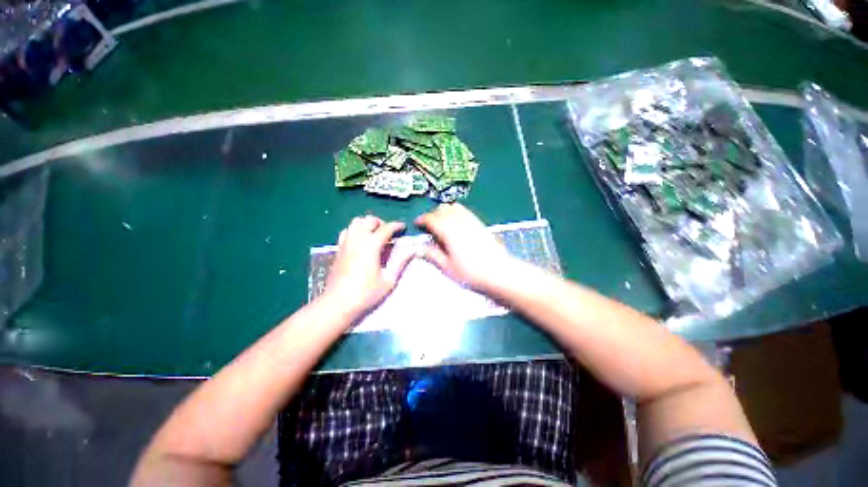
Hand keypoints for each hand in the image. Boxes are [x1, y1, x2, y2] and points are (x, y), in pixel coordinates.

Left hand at [323, 216, 415, 317]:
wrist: (338, 304)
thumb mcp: (389, 280)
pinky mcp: (338, 249)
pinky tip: (360, 242)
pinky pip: (346, 231)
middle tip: (389, 233)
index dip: (397, 226)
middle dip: (381, 222)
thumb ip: (401, 262)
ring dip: (367, 224)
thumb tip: (413, 250)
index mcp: (371, 245)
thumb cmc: (366, 294)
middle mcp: (357, 239)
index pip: (386, 228)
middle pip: (369, 220)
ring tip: (375, 235)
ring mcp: (345, 243)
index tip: (403, 227)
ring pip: (355, 222)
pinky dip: (355, 230)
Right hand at [415, 204, 515, 290]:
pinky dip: (456, 213)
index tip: (417, 224)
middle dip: (432, 215)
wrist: (499, 273)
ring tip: (442, 225)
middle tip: (429, 227)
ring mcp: (471, 220)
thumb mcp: (447, 267)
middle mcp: (459, 221)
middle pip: (442, 209)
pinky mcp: (479, 223)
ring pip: (453, 207)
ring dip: (444, 212)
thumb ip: (432, 255)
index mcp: (448, 231)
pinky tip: (456, 225)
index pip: (431, 218)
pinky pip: (464, 211)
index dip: (422, 220)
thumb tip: (419, 249)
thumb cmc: (471, 273)